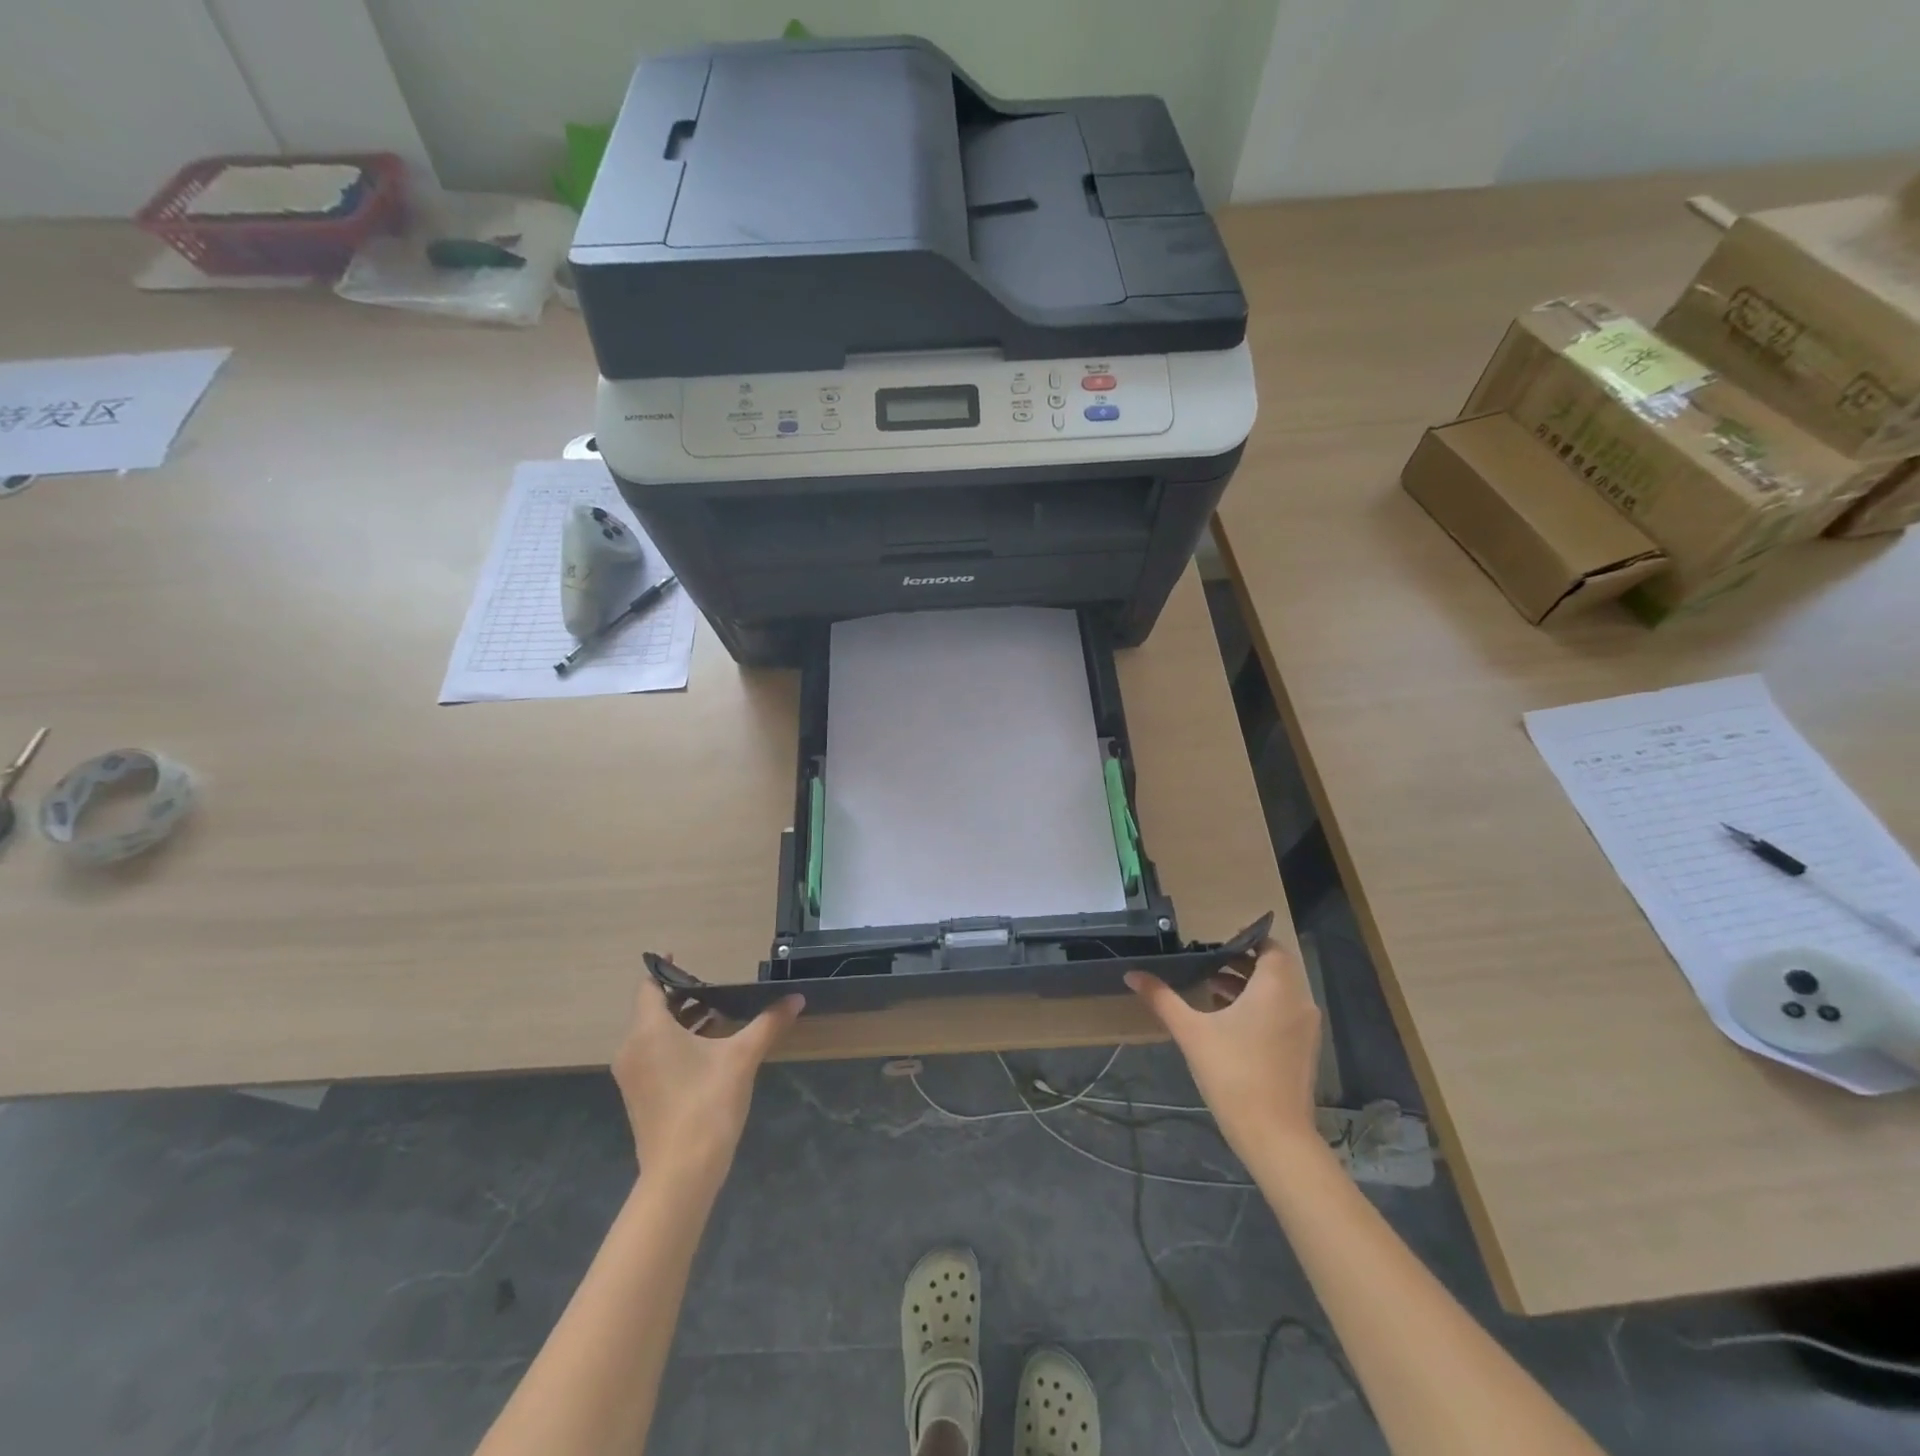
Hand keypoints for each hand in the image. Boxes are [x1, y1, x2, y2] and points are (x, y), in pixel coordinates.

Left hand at [611, 970, 802, 1189]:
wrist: (681, 1173)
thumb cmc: (707, 1103)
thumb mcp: (743, 1057)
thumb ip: (768, 1023)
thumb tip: (797, 997)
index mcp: (649, 1031)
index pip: (649, 987)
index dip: (666, 970)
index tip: (686, 958)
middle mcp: (632, 1048)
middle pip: (652, 1010)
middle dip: (684, 997)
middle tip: (717, 990)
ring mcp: (633, 1076)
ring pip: (654, 1034)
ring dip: (682, 1022)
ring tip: (720, 1016)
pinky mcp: (639, 1096)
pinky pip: (654, 1055)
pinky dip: (676, 1045)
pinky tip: (709, 1051)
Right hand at [1126, 940, 1322, 1164]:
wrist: (1275, 1136)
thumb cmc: (1233, 1073)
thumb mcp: (1191, 1031)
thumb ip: (1162, 998)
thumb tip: (1132, 974)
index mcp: (1276, 988)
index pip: (1270, 946)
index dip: (1246, 939)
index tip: (1216, 942)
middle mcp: (1298, 1001)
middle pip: (1275, 967)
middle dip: (1242, 962)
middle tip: (1207, 963)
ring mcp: (1305, 1028)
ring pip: (1279, 991)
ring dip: (1250, 985)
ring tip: (1212, 989)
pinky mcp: (1304, 1049)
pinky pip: (1284, 1012)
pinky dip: (1261, 1006)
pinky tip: (1229, 1020)